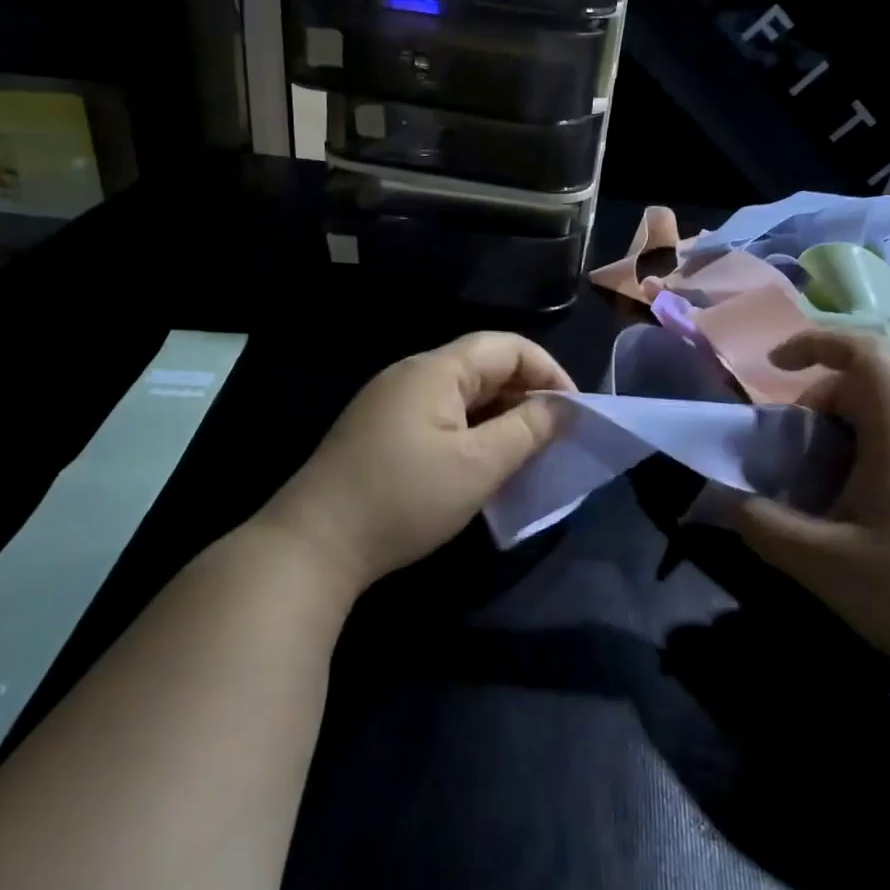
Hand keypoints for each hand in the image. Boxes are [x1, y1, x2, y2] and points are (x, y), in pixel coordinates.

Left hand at [263, 333, 576, 595]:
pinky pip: (439, 414)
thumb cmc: (404, 498)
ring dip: (499, 415)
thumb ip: (526, 431)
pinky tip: (480, 462)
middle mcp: (411, 374)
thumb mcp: (477, 466)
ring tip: (525, 451)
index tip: (573, 412)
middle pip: (483, 366)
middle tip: (554, 436)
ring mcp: (391, 401)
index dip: (547, 372)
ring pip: (461, 393)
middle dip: (526, 394)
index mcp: (435, 370)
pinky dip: (470, 430)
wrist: (315, 542)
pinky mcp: (379, 429)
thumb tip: (561, 409)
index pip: (506, 347)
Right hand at [735, 329, 889, 693]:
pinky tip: (850, 513)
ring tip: (812, 488)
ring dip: (835, 435)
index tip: (774, 367)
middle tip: (786, 455)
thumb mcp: (821, 563)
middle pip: (867, 386)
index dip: (816, 342)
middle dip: (814, 405)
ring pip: (883, 419)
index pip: (867, 353)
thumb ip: (762, 523)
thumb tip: (725, 500)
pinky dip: (860, 457)